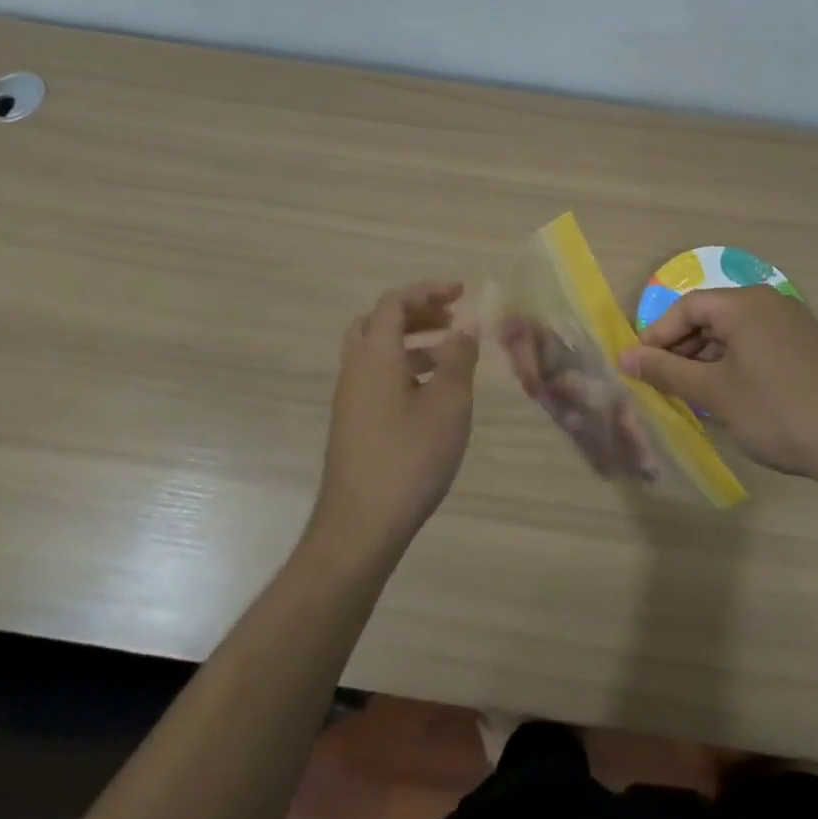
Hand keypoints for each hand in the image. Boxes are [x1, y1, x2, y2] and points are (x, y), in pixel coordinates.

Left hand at [311, 281, 479, 555]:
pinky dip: (405, 368)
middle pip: (379, 322)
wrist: (360, 527)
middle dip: (417, 313)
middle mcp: (355, 370)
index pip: (394, 303)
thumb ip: (458, 359)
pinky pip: (378, 377)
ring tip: (451, 353)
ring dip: (412, 341)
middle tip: (451, 318)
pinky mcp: (354, 424)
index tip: (462, 293)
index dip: (428, 290)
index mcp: (374, 356)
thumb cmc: (408, 459)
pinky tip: (433, 394)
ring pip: (378, 352)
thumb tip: (466, 327)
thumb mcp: (447, 404)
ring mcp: (351, 399)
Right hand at [619, 287, 817, 493]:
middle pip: (712, 317)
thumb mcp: (714, 393)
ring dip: (708, 360)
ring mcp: (795, 324)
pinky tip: (730, 397)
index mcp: (745, 304)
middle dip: (682, 349)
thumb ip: (666, 372)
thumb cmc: (778, 412)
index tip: (639, 366)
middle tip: (664, 384)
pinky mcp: (811, 348)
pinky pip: (759, 345)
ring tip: (693, 395)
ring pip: (736, 333)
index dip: (658, 335)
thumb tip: (625, 358)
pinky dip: (736, 364)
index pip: (688, 307)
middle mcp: (770, 303)